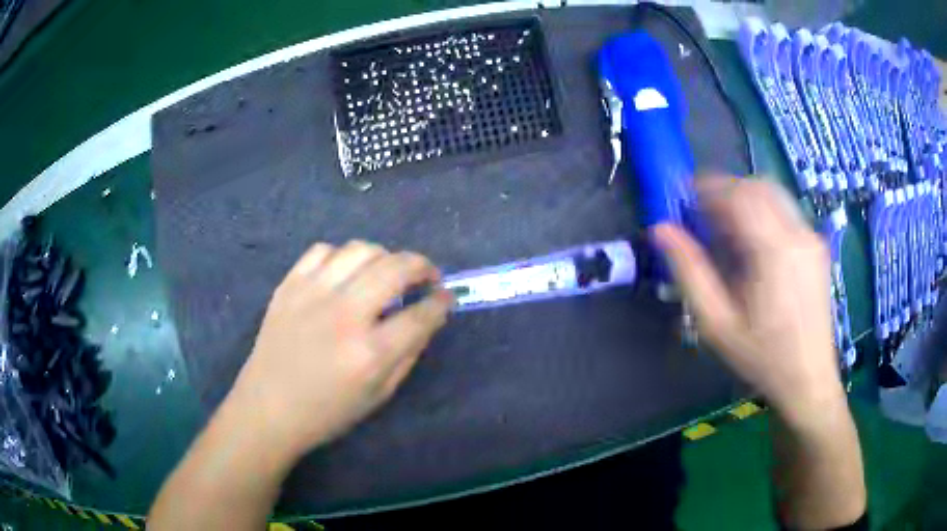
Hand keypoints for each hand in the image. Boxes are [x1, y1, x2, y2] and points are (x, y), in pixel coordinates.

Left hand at [227, 241, 452, 457]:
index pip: (420, 314)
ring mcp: (312, 294)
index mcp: (370, 353)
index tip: (446, 297)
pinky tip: (345, 273)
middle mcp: (344, 315)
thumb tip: (426, 318)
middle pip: (395, 268)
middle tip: (425, 277)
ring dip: (384, 257)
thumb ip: (408, 354)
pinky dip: (342, 256)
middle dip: (421, 266)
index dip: (441, 301)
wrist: (267, 408)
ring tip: (386, 272)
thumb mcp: (378, 395)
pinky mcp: (289, 285)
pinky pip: (323, 250)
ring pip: (360, 250)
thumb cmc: (327, 412)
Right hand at [652, 177, 843, 427]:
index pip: (739, 194)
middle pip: (758, 186)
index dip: (708, 188)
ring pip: (774, 194)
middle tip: (703, 213)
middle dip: (726, 189)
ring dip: (745, 198)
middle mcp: (798, 234)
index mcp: (774, 251)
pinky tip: (753, 243)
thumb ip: (689, 272)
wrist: (808, 378)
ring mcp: (811, 238)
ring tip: (726, 227)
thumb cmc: (761, 357)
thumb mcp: (717, 323)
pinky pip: (786, 211)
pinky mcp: (817, 246)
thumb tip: (660, 229)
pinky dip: (763, 211)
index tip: (685, 197)